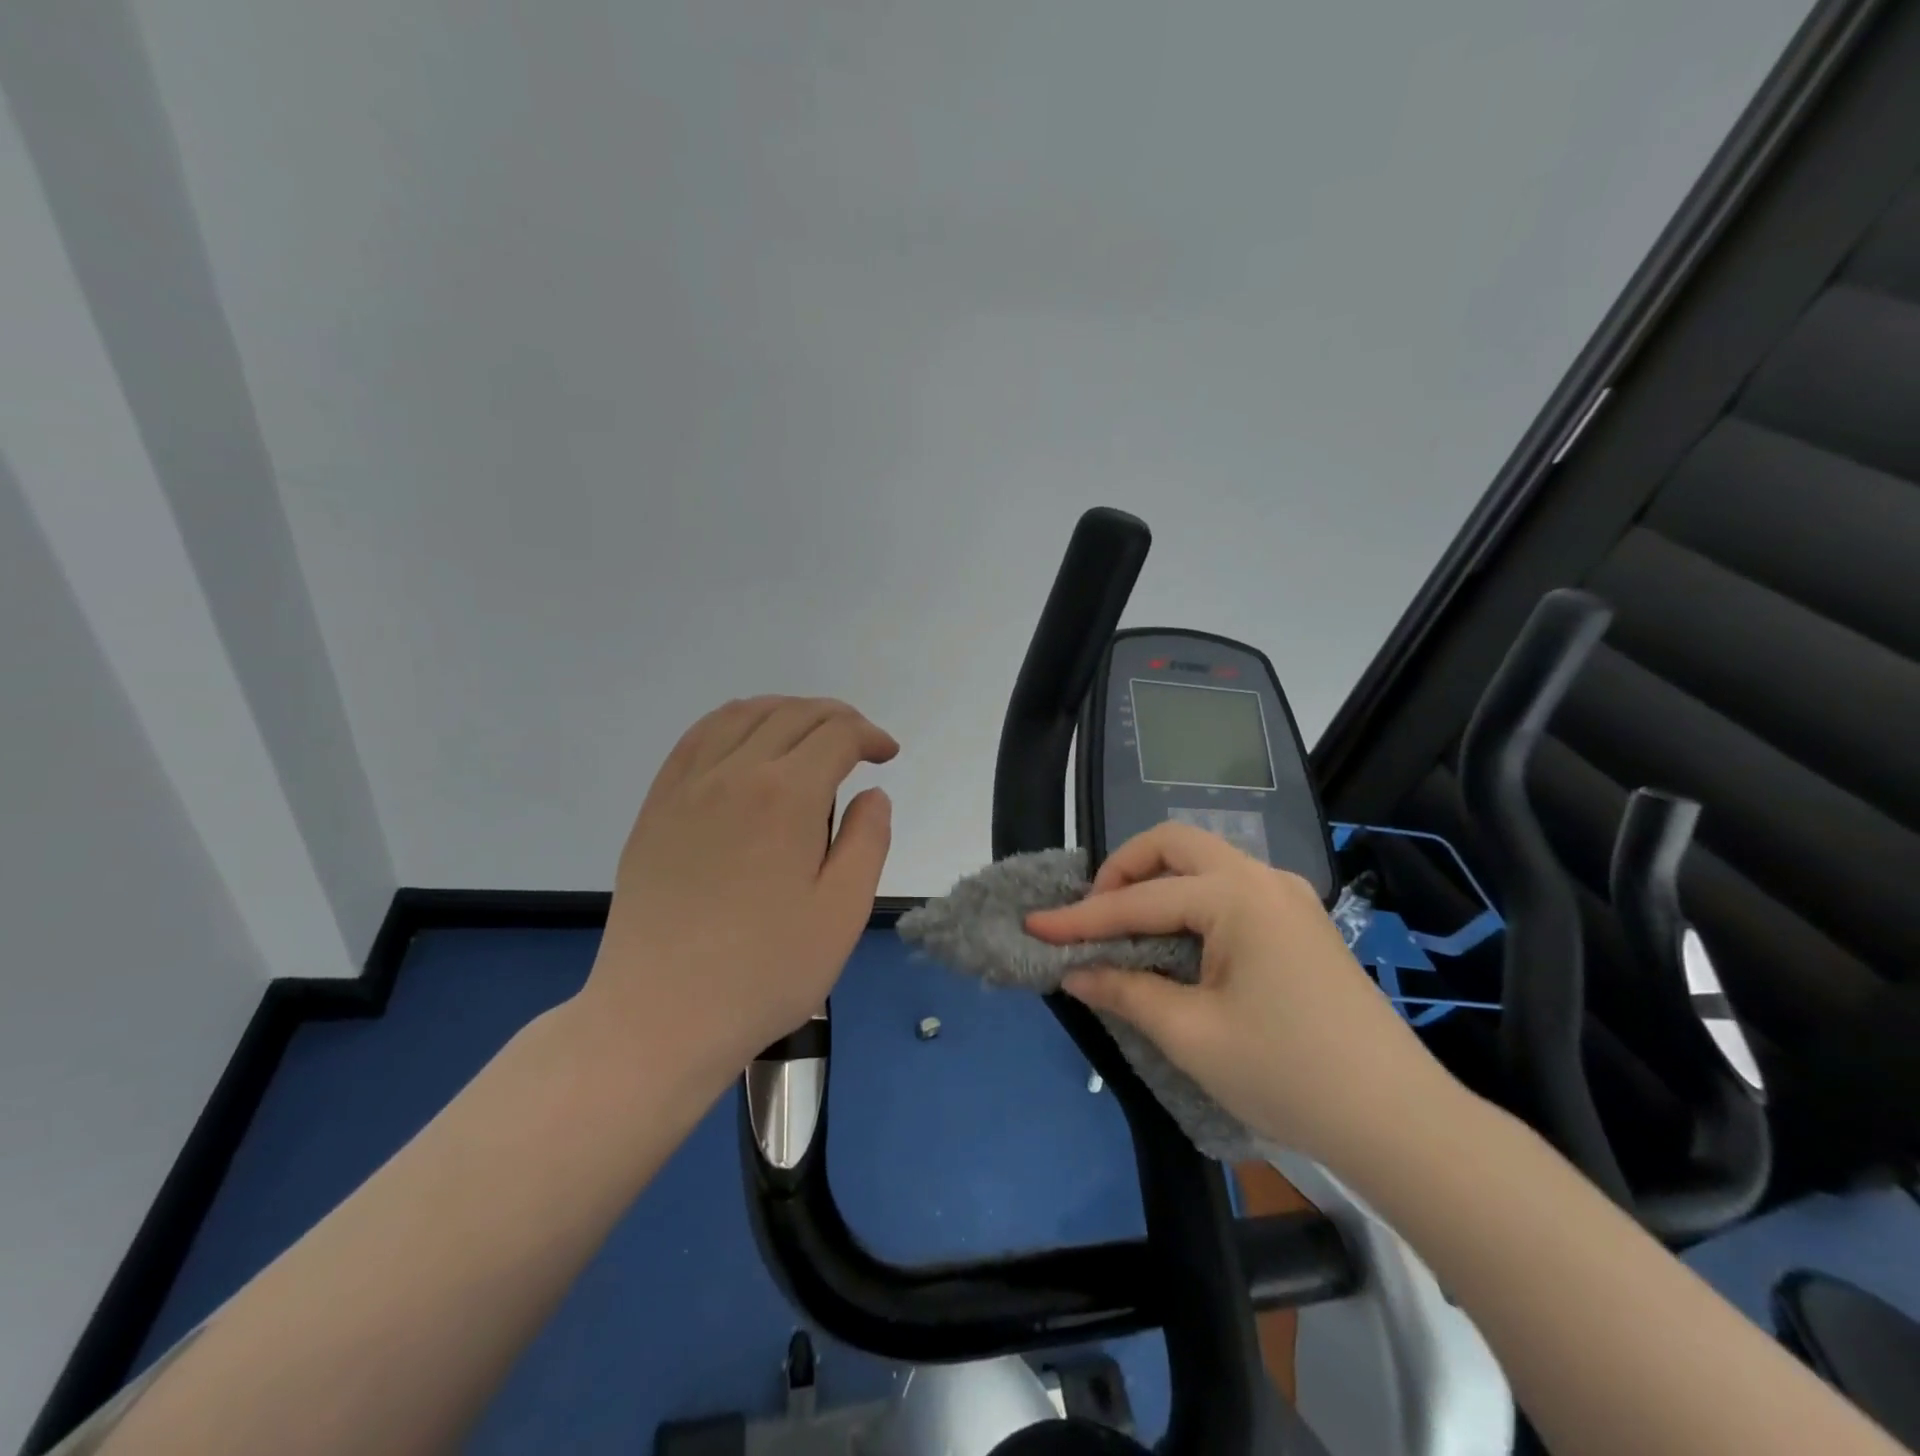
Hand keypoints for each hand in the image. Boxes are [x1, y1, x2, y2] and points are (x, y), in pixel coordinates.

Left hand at [581, 696, 897, 1082]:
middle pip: (793, 715)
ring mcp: (687, 787)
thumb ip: (867, 841)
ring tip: (809, 734)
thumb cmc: (764, 972)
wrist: (659, 1016)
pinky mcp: (656, 807)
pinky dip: (733, 722)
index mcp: (785, 796)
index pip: (836, 735)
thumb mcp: (842, 913)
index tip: (887, 756)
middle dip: (836, 718)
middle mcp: (734, 773)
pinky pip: (696, 739)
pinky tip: (746, 742)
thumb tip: (872, 794)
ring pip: (742, 715)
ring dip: (786, 711)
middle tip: (859, 743)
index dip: (869, 736)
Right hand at [1025, 822, 1458, 1169]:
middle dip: (1124, 870)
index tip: (1035, 925)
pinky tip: (1174, 941)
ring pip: (1205, 863)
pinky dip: (1188, 902)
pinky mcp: (1300, 923)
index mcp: (1237, 896)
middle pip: (1175, 845)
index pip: (1139, 900)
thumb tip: (1076, 972)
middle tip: (1093, 914)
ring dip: (1157, 883)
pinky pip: (1228, 890)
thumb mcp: (1192, 1036)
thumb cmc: (1289, 1074)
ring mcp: (1288, 897)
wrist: (1400, 1123)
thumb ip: (1126, 992)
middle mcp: (1263, 879)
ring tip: (1125, 927)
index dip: (1081, 918)